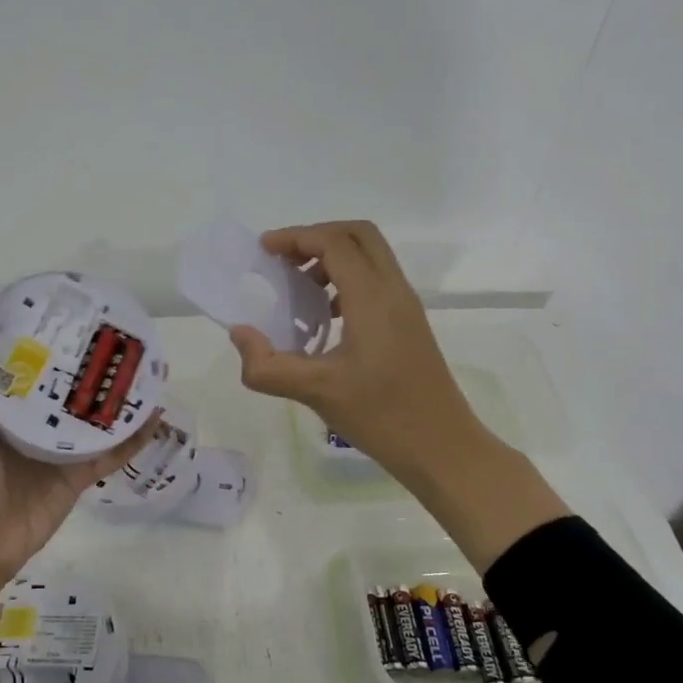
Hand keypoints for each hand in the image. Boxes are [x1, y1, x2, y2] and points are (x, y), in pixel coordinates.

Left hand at [0, 303, 160, 663]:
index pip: (22, 354)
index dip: (43, 330)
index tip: (70, 305)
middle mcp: (25, 418)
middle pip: (64, 381)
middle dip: (89, 358)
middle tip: (121, 332)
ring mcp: (53, 448)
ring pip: (93, 413)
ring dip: (118, 393)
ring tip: (148, 365)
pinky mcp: (76, 476)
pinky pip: (111, 450)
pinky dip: (134, 435)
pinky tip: (157, 413)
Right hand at [228, 221, 567, 571]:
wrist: (443, 447)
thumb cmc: (381, 416)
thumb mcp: (315, 392)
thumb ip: (268, 365)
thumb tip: (240, 334)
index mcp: (373, 298)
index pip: (334, 243)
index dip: (296, 237)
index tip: (264, 250)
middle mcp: (394, 290)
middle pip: (358, 234)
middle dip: (316, 237)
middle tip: (284, 260)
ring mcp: (406, 306)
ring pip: (371, 256)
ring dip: (333, 257)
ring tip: (299, 287)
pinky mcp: (410, 323)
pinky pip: (377, 280)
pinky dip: (347, 279)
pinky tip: (325, 317)